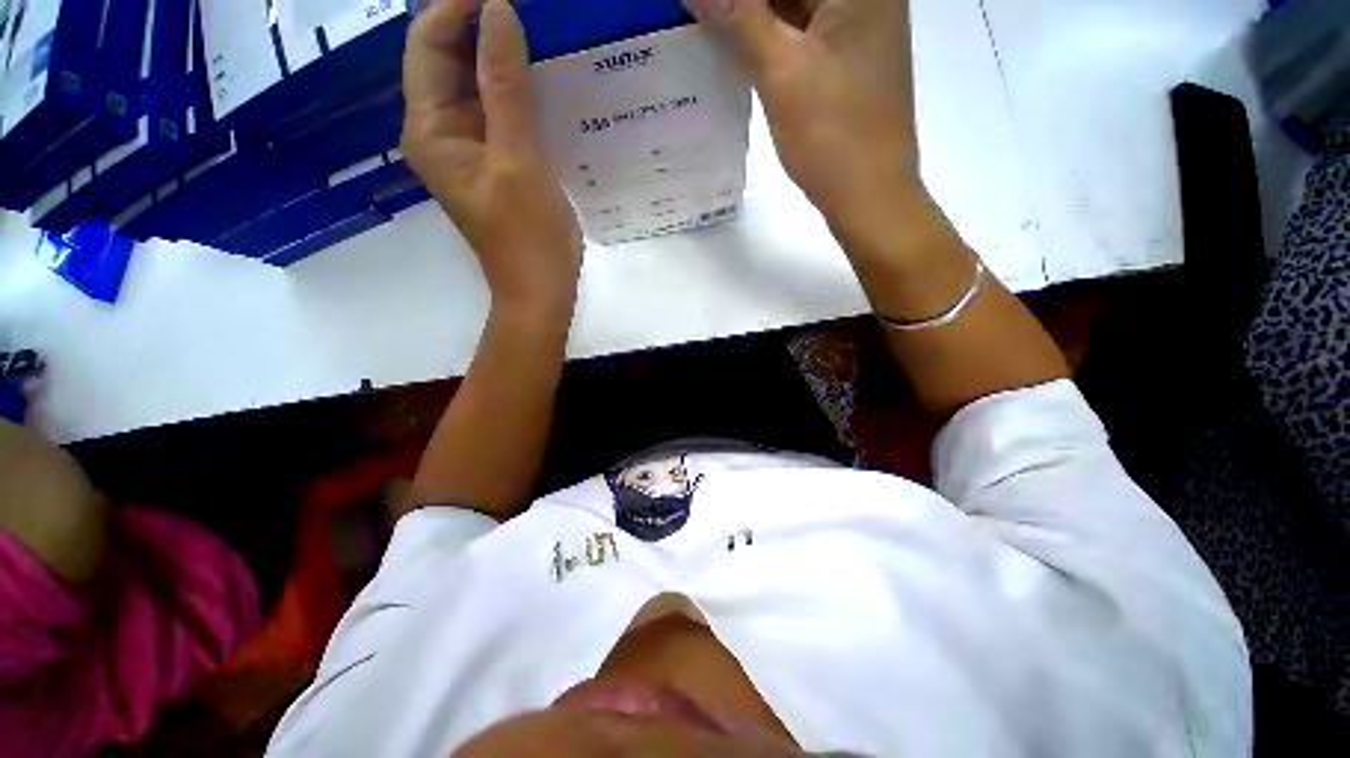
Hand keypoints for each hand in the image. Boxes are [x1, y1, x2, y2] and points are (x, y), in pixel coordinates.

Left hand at [402, 0, 582, 315]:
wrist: (541, 288)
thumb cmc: (527, 234)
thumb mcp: (517, 159)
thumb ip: (505, 87)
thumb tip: (497, 10)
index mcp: (430, 129)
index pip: (428, 45)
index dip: (456, 8)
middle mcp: (441, 132)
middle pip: (449, 61)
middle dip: (479, 27)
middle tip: (524, 9)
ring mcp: (471, 148)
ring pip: (477, 86)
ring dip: (502, 58)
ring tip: (537, 32)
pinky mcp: (497, 162)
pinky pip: (501, 112)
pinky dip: (518, 91)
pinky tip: (545, 78)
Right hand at [685, 0, 922, 233]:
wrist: (868, 195)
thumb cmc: (833, 136)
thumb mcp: (782, 72)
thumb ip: (737, 17)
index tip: (701, 8)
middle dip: (743, 4)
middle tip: (699, 15)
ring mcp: (855, 25)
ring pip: (793, 5)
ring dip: (749, 15)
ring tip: (708, 27)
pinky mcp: (843, 57)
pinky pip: (798, 30)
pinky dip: (766, 36)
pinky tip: (732, 44)